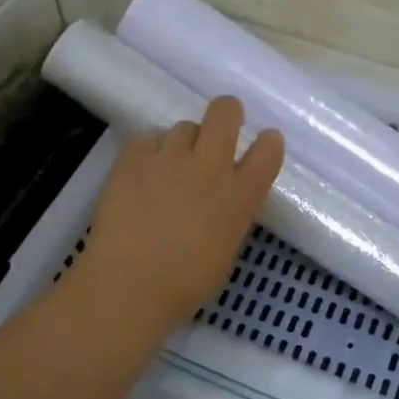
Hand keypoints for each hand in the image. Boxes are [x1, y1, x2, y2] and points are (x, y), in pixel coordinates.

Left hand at [70, 96, 283, 339]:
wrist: (130, 285)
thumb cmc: (187, 283)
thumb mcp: (227, 247)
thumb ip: (232, 212)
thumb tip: (225, 197)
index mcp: (240, 194)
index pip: (268, 150)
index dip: (268, 142)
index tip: (263, 144)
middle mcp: (210, 166)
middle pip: (225, 112)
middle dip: (226, 113)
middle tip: (219, 129)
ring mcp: (170, 157)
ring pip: (183, 127)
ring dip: (182, 144)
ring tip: (169, 169)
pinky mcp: (133, 157)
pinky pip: (146, 139)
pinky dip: (148, 152)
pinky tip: (140, 175)